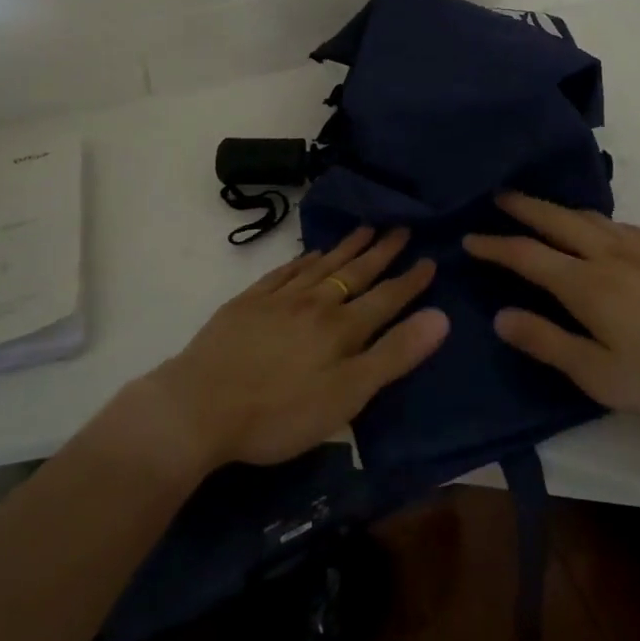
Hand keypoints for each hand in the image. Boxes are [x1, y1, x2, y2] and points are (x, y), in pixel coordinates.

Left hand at [147, 227, 448, 470]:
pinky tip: (310, 254)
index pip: (386, 298)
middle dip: (381, 252)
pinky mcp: (248, 303)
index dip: (410, 281)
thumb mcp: (347, 395)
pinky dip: (303, 259)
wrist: (199, 406)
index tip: (429, 259)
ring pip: (321, 266)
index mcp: (342, 329)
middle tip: (400, 228)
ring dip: (346, 248)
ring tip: (365, 229)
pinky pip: (284, 271)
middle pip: (354, 274)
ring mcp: (278, 299)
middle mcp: (315, 304)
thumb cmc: (279, 412)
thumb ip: (394, 355)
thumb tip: (440, 317)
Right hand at [464, 193, 639, 431]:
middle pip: (557, 220)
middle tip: (499, 197)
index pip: (528, 256)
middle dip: (524, 207)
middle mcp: (610, 254)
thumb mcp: (598, 375)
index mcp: (587, 284)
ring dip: (559, 209)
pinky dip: (595, 220)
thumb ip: (547, 342)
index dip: (496, 246)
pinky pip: (620, 225)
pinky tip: (600, 230)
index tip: (470, 239)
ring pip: (590, 217)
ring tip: (542, 209)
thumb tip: (500, 316)